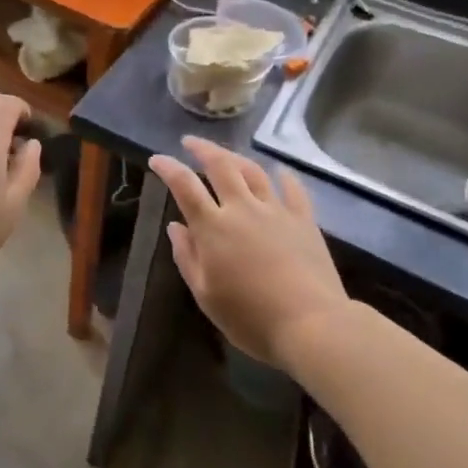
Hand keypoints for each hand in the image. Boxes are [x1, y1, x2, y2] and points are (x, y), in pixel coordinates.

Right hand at [148, 137, 347, 367]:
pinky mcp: (304, 221)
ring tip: (227, 154)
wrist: (311, 324)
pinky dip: (284, 177)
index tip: (156, 159)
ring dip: (236, 157)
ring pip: (254, 171)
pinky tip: (280, 172)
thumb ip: (187, 257)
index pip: (184, 186)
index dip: (168, 168)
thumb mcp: (206, 295)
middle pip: (221, 165)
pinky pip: (293, 190)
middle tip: (190, 142)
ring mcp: (276, 211)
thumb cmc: (250, 318)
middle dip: (202, 149)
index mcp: (213, 227)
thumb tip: (175, 227)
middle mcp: (242, 209)